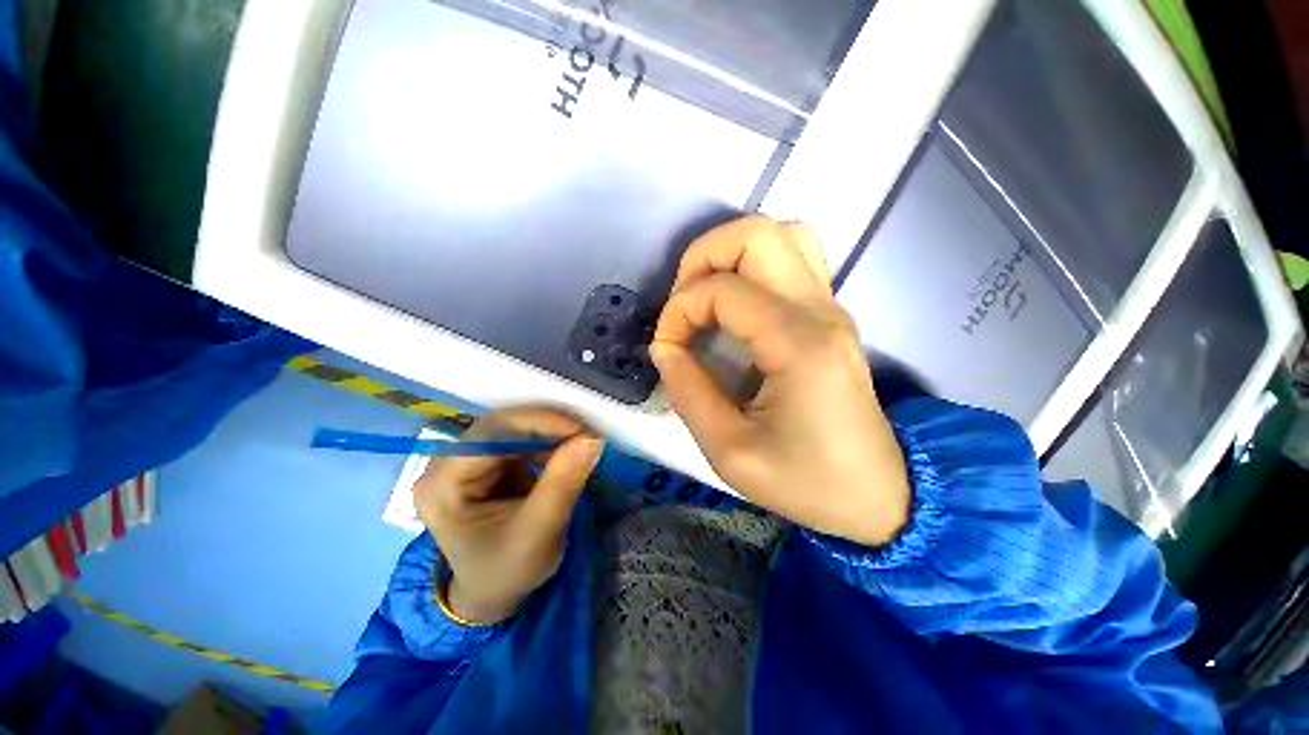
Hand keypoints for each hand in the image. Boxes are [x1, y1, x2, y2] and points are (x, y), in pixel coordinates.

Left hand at [412, 408, 603, 623]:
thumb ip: (563, 482)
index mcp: (443, 485)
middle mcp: (447, 464)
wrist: (495, 594)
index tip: (581, 429)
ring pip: (513, 428)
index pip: (490, 434)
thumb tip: (592, 437)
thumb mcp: (539, 532)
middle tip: (586, 433)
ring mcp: (467, 461)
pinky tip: (566, 450)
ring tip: (581, 441)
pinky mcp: (487, 462)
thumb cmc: (508, 571)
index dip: (538, 423)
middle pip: (500, 426)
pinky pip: (520, 439)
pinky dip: (547, 441)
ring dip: (550, 431)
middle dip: (547, 426)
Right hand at [651, 216, 910, 546]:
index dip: (678, 312)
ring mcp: (832, 307)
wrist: (877, 496)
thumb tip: (664, 348)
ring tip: (707, 297)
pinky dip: (753, 266)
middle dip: (702, 258)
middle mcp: (820, 310)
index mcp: (798, 344)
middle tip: (683, 306)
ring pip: (782, 234)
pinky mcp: (831, 315)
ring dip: (730, 255)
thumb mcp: (729, 451)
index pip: (722, 290)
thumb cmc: (805, 481)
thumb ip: (688, 391)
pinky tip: (736, 306)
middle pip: (757, 232)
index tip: (667, 350)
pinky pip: (794, 258)